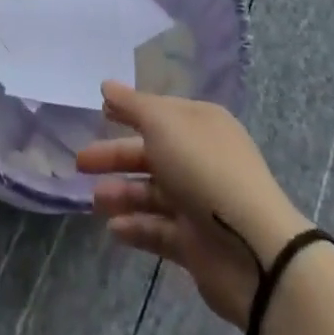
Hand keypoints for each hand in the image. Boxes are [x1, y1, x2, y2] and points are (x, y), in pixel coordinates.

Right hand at [77, 82, 310, 327]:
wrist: (253, 249)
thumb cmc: (204, 169)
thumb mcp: (163, 123)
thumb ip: (132, 105)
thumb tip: (107, 85)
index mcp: (201, 124)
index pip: (159, 111)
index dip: (129, 110)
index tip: (100, 111)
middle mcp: (201, 158)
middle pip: (150, 153)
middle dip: (115, 155)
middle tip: (80, 162)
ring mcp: (199, 202)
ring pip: (151, 192)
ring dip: (122, 193)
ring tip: (95, 200)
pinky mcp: (196, 243)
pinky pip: (159, 229)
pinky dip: (136, 226)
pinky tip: (113, 228)